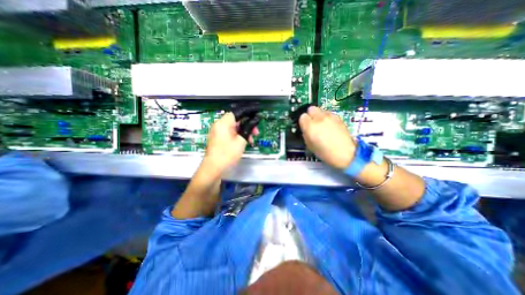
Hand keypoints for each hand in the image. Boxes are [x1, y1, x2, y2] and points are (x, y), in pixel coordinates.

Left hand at [204, 113, 258, 172]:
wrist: (214, 168)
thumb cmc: (228, 153)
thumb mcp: (241, 141)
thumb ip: (248, 129)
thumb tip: (254, 121)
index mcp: (223, 123)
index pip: (237, 113)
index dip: (247, 115)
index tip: (256, 120)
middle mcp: (219, 125)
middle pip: (235, 120)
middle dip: (247, 125)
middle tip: (256, 133)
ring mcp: (217, 132)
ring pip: (233, 128)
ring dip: (243, 132)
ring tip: (251, 140)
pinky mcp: (217, 138)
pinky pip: (229, 133)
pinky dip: (236, 135)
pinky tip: (243, 142)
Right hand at [299, 107, 356, 168]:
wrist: (345, 154)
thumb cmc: (325, 153)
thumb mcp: (309, 145)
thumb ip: (305, 133)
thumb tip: (305, 128)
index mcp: (310, 126)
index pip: (302, 116)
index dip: (303, 122)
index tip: (305, 127)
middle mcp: (319, 118)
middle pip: (311, 109)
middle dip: (310, 115)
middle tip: (312, 124)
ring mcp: (330, 116)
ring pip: (320, 110)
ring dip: (318, 116)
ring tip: (322, 126)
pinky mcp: (338, 117)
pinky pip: (328, 114)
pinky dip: (327, 118)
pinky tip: (329, 127)